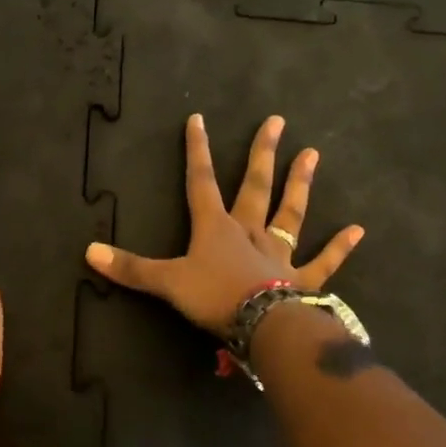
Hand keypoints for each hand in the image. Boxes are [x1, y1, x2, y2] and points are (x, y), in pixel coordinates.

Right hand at [85, 113, 363, 335]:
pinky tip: (358, 229)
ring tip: (312, 155)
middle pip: (254, 187)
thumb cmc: (214, 297)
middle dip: (262, 154)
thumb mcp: (166, 283)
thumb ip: (130, 268)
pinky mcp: (301, 280)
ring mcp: (278, 254)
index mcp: (215, 228)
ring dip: (300, 185)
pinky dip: (339, 247)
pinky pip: (323, 263)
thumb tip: (88, 251)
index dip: (197, 152)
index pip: (201, 183)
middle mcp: (249, 232)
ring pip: (290, 214)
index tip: (198, 120)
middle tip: (277, 121)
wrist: (262, 326)